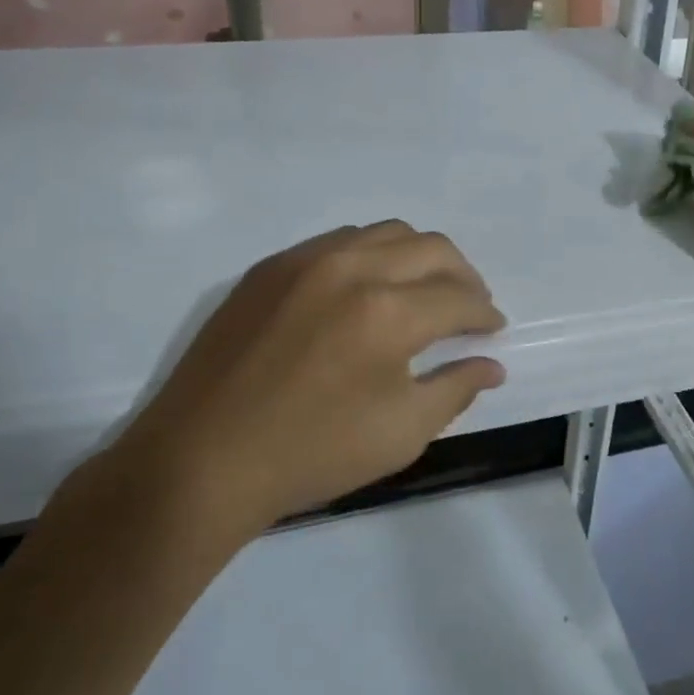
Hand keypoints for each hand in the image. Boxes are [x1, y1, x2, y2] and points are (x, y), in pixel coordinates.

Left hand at [102, 222, 506, 540]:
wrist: (200, 462)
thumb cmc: (310, 455)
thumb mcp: (400, 433)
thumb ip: (456, 389)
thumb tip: (492, 364)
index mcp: (388, 312)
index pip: (459, 297)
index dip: (485, 313)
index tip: (493, 328)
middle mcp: (353, 268)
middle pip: (431, 247)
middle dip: (463, 275)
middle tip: (470, 305)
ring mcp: (306, 259)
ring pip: (386, 232)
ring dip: (419, 256)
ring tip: (423, 290)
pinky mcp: (271, 265)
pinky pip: (339, 240)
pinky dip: (371, 254)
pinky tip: (367, 288)